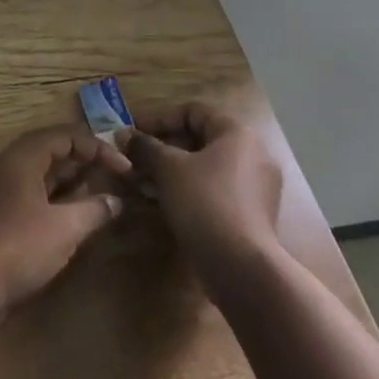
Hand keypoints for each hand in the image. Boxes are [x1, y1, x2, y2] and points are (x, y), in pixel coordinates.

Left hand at [0, 125, 131, 315]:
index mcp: (22, 157)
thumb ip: (94, 209)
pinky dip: (58, 199)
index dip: (96, 147)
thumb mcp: (65, 227)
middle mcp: (9, 167)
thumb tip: (116, 200)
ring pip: (42, 175)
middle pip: (51, 151)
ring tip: (103, 193)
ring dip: (72, 181)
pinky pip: (34, 195)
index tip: (125, 168)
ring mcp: (1, 192)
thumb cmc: (19, 245)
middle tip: (116, 176)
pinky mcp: (0, 216)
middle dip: (85, 161)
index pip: (63, 136)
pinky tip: (76, 216)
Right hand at [120, 100, 284, 302]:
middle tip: (133, 158)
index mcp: (238, 135)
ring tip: (141, 181)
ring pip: (204, 168)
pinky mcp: (250, 215)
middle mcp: (253, 156)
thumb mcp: (167, 167)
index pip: (193, 112)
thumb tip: (123, 135)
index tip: (133, 132)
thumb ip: (144, 146)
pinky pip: (213, 190)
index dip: (159, 118)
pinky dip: (186, 190)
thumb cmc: (204, 202)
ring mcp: (255, 188)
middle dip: (161, 147)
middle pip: (198, 140)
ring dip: (170, 171)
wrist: (241, 266)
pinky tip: (160, 203)